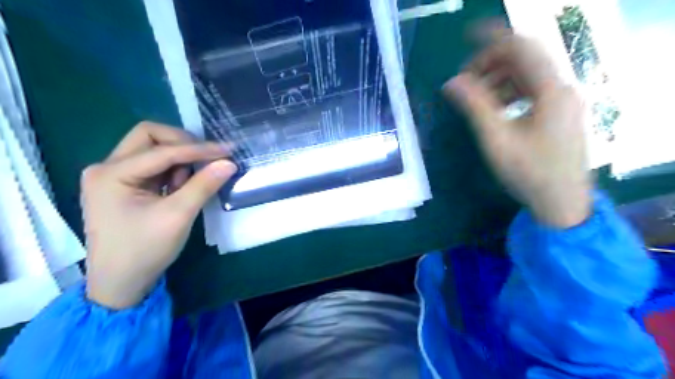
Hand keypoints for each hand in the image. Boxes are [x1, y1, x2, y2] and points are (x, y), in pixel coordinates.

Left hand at [81, 123, 235, 308]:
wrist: (121, 283)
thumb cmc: (145, 250)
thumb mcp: (178, 216)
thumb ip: (203, 185)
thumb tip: (229, 163)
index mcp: (111, 174)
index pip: (162, 150)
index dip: (198, 149)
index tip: (228, 150)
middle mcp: (107, 168)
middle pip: (149, 137)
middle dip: (183, 144)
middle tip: (208, 158)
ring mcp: (114, 176)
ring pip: (152, 149)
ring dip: (178, 159)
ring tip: (191, 183)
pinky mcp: (124, 186)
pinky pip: (153, 166)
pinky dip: (173, 171)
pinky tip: (181, 187)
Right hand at [447, 34, 592, 228]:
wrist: (561, 203)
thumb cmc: (529, 173)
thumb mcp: (496, 139)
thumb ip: (474, 107)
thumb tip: (452, 83)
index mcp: (550, 91)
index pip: (522, 48)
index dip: (493, 38)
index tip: (467, 38)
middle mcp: (561, 89)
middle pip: (525, 60)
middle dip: (492, 63)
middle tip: (465, 82)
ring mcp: (563, 102)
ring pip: (528, 76)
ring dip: (499, 79)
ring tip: (475, 97)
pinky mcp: (559, 114)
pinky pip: (532, 91)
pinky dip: (510, 92)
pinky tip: (495, 108)